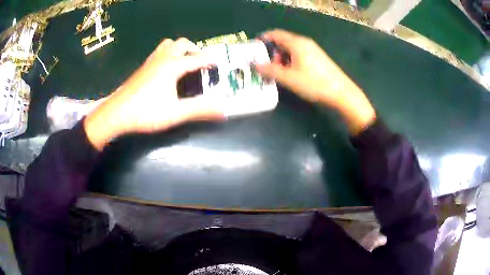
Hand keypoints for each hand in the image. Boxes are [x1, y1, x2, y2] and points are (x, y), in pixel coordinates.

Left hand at [84, 38, 224, 149]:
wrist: (116, 113)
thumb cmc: (145, 112)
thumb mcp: (175, 113)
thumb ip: (200, 110)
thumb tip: (223, 110)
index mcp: (172, 66)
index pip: (197, 58)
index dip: (210, 60)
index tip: (219, 63)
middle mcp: (162, 59)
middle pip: (181, 44)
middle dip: (194, 49)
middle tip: (200, 62)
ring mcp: (150, 62)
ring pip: (168, 45)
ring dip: (179, 49)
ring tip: (184, 62)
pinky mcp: (142, 68)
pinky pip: (159, 52)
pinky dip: (168, 54)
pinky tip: (167, 69)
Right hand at [256, 29, 375, 133]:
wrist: (341, 92)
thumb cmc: (314, 83)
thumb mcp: (289, 78)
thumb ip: (270, 70)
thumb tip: (256, 65)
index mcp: (296, 43)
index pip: (275, 34)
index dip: (263, 39)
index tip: (255, 49)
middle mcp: (304, 42)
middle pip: (283, 41)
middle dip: (272, 52)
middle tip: (267, 67)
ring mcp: (312, 49)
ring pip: (291, 49)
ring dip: (281, 58)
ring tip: (278, 73)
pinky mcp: (317, 57)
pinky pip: (299, 54)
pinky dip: (291, 61)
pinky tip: (291, 74)